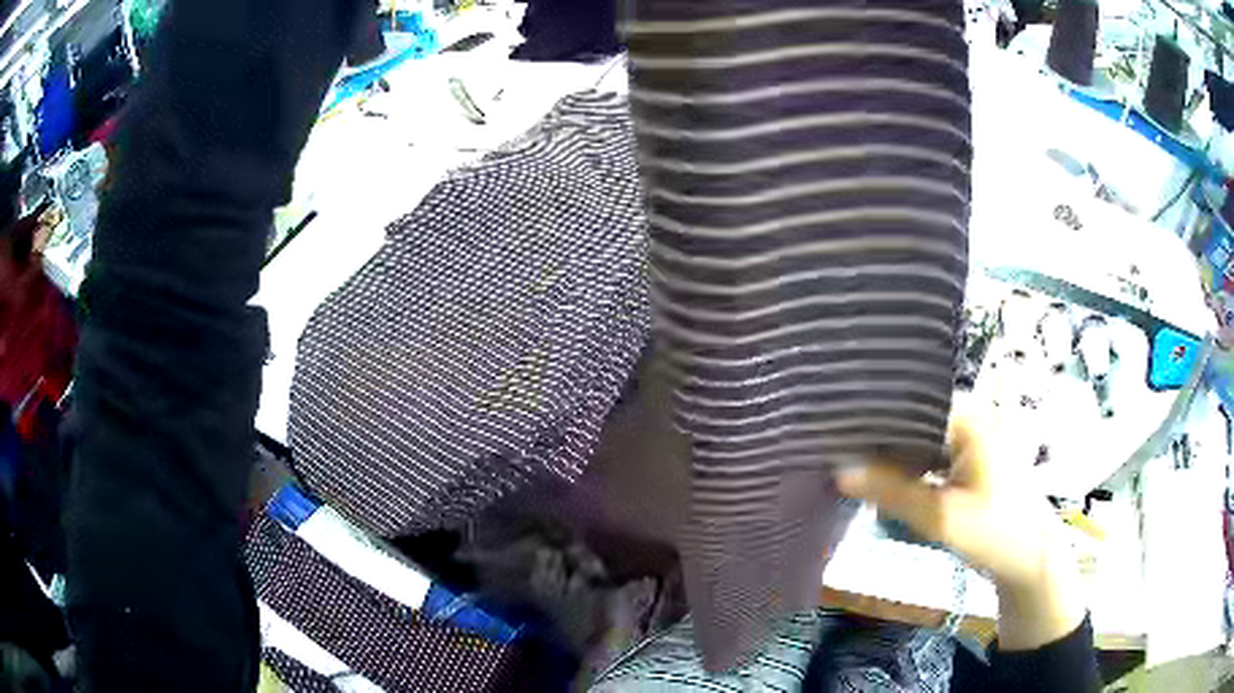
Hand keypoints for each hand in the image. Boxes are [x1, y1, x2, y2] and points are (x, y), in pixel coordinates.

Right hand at [836, 416, 1086, 650]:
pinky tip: (881, 479)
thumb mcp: (940, 517)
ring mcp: (969, 433)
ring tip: (849, 463)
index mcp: (968, 416)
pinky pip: (928, 451)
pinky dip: (907, 466)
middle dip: (876, 438)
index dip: (870, 418)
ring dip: (889, 454)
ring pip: (917, 435)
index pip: (908, 403)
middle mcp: (969, 414)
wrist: (1031, 556)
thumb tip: (838, 470)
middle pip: (911, 417)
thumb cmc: (994, 532)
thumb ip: (891, 492)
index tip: (832, 431)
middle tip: (833, 452)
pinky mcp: (967, 453)